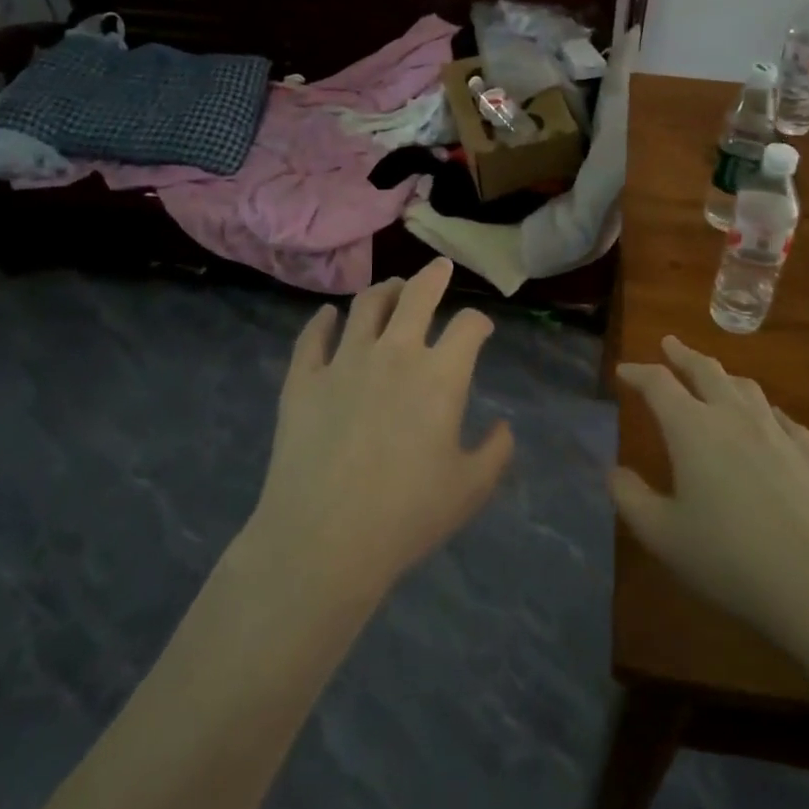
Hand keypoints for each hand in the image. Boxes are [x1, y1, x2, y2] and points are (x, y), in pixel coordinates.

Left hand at [248, 259, 513, 600]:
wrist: (323, 540)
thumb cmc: (406, 516)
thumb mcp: (470, 490)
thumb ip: (496, 452)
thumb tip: (505, 427)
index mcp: (440, 375)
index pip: (468, 326)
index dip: (479, 321)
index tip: (481, 328)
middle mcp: (394, 352)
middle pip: (417, 295)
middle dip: (433, 276)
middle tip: (439, 267)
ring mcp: (344, 361)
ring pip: (366, 305)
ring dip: (385, 290)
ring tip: (392, 287)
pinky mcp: (304, 378)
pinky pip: (313, 336)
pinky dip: (322, 321)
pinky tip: (328, 316)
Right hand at [611, 336, 808, 656]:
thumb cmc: (729, 559)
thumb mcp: (663, 535)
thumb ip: (631, 498)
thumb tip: (614, 470)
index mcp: (692, 428)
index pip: (658, 384)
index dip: (637, 372)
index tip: (623, 370)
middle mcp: (733, 416)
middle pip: (706, 370)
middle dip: (683, 355)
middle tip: (669, 344)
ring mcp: (777, 432)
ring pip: (746, 387)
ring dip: (723, 375)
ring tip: (714, 376)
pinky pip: (782, 417)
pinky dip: (764, 409)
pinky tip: (768, 418)